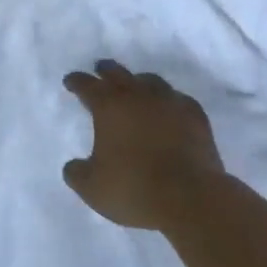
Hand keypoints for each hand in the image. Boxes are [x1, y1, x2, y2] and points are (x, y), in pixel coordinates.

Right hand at [61, 61, 226, 230]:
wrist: (190, 197)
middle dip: (106, 71)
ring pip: (151, 81)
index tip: (71, 81)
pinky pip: (177, 99)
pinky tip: (168, 109)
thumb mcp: (92, 188)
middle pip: (119, 73)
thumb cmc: (133, 188)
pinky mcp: (195, 116)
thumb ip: (77, 173)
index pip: (87, 85)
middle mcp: (139, 96)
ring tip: (135, 87)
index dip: (77, 82)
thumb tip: (74, 166)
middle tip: (100, 69)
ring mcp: (170, 102)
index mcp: (109, 106)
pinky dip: (167, 101)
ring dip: (138, 82)